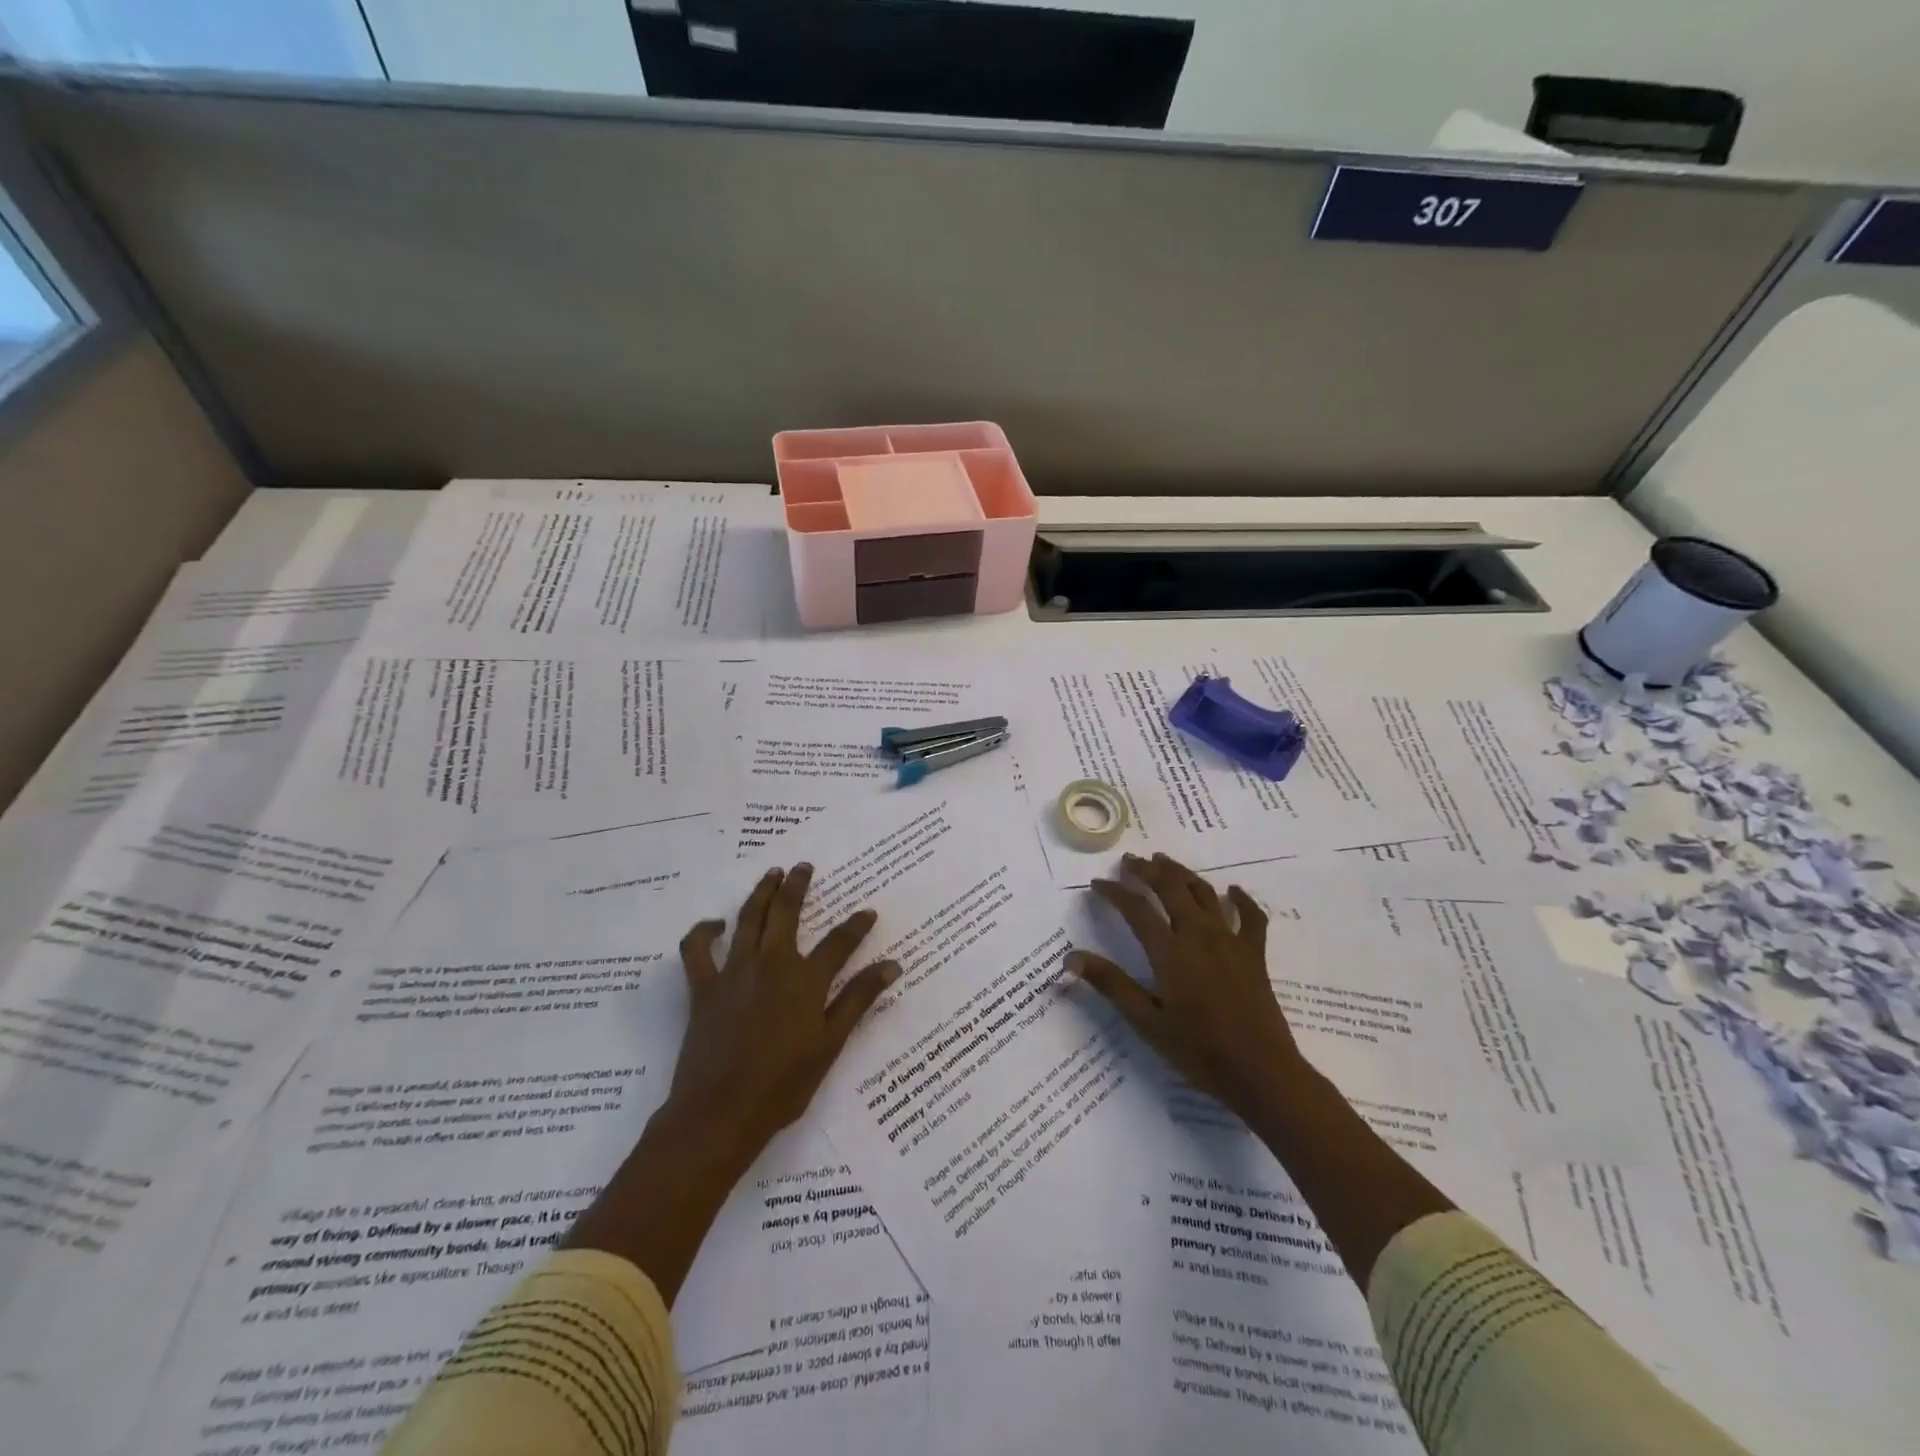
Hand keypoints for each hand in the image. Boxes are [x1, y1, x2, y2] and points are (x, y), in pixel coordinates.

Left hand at [665, 862, 898, 1167]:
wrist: (721, 1112)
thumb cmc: (783, 1085)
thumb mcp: (830, 1044)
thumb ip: (858, 1000)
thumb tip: (891, 965)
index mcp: (805, 980)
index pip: (839, 942)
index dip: (857, 925)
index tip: (868, 912)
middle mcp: (771, 964)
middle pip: (786, 912)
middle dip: (797, 885)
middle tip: (803, 866)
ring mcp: (734, 972)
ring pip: (748, 918)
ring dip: (760, 892)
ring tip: (771, 874)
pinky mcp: (704, 987)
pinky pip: (698, 950)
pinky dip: (703, 932)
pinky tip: (714, 925)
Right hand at [1069, 852, 1300, 1120]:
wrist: (1261, 1073)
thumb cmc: (1199, 1051)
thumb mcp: (1147, 1022)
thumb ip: (1111, 984)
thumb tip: (1071, 957)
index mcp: (1170, 951)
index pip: (1136, 909)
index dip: (1115, 892)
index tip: (1098, 884)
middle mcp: (1199, 935)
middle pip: (1170, 888)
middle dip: (1147, 870)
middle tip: (1130, 861)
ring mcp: (1231, 940)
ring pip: (1204, 892)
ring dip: (1182, 873)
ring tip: (1165, 862)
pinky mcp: (1255, 953)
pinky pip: (1250, 916)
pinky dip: (1241, 899)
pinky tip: (1233, 891)